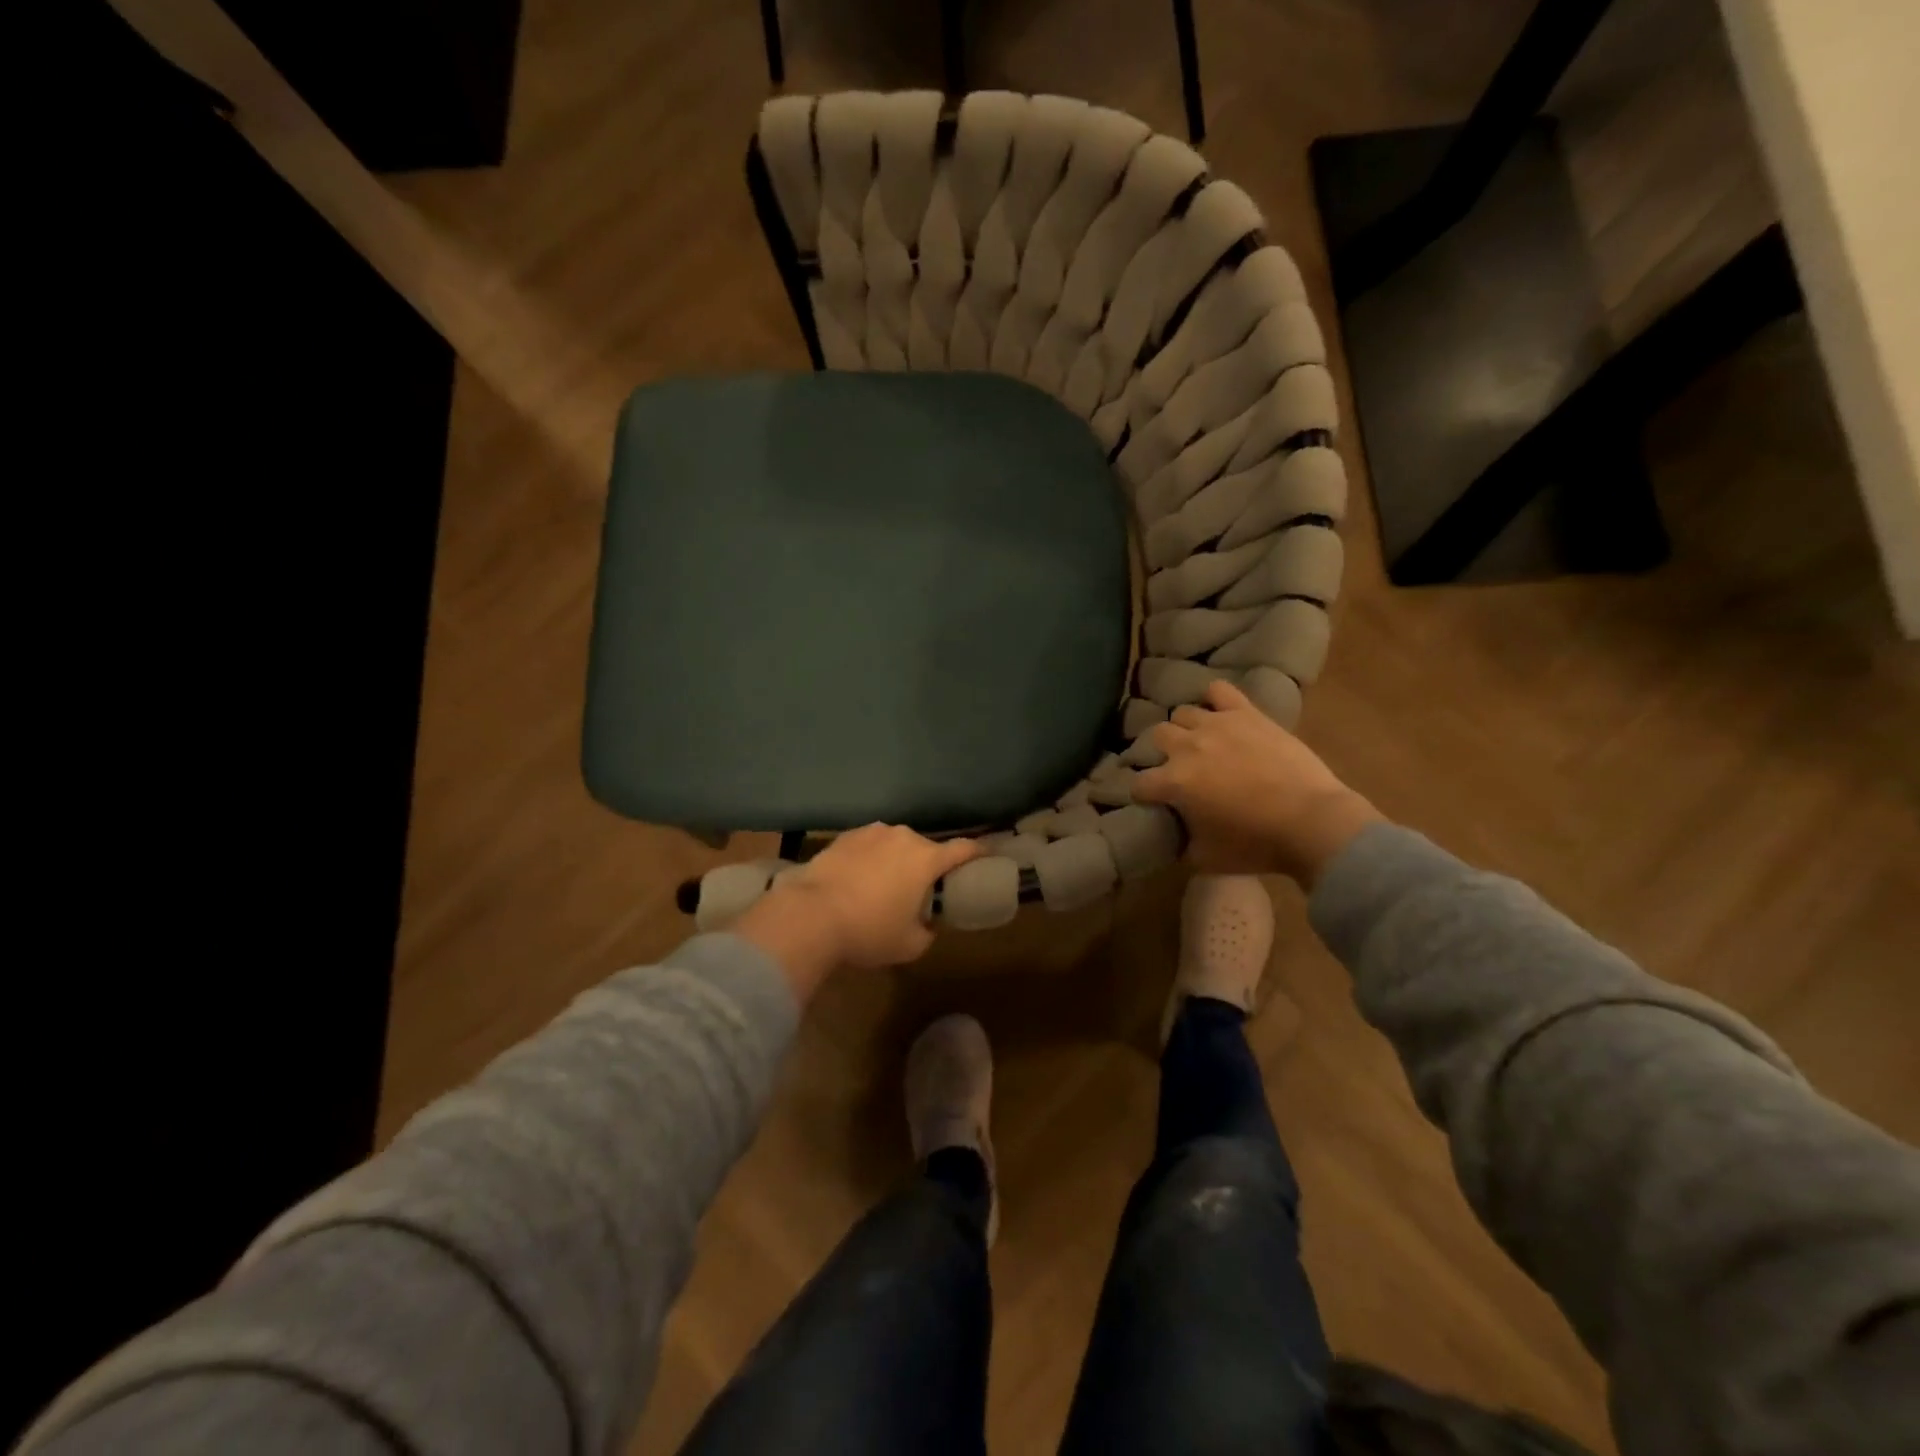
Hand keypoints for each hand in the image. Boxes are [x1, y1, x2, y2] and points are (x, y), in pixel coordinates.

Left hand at [733, 824, 981, 998]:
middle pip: (925, 848)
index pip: (963, 848)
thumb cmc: (869, 931)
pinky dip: (869, 859)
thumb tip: (927, 926)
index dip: (978, 851)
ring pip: (894, 844)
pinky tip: (857, 880)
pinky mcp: (844, 836)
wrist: (810, 915)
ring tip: (883, 885)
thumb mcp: (909, 945)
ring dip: (895, 860)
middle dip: (926, 865)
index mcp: (926, 858)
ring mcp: (871, 833)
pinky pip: (867, 846)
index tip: (986, 855)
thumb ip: (928, 932)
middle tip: (920, 889)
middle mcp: (903, 837)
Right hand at [1134, 680, 1381, 886]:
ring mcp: (1217, 725)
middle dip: (1163, 752)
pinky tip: (1220, 712)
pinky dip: (1215, 698)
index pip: (1139, 783)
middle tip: (1179, 768)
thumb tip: (1173, 835)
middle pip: (1157, 736)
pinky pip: (1220, 690)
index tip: (1154, 802)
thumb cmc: (1257, 845)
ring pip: (1183, 712)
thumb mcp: (1206, 858)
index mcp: (1174, 782)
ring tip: (1201, 742)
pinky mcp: (1247, 714)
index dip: (1143, 794)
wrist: (1312, 822)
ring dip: (1187, 728)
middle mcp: (1188, 747)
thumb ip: (1180, 842)